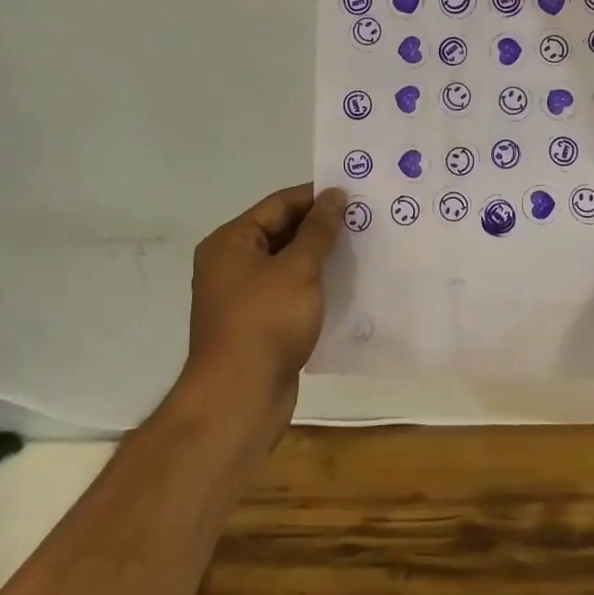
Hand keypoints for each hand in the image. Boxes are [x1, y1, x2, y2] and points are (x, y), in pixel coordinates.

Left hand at [184, 183, 344, 425]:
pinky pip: (289, 292)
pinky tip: (345, 286)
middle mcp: (231, 264)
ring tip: (361, 248)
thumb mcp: (297, 269)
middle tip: (362, 220)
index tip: (353, 194)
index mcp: (231, 242)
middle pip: (281, 232)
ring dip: (320, 257)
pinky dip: (313, 286)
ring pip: (287, 264)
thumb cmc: (265, 323)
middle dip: (320, 227)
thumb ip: (318, 230)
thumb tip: (335, 195)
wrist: (239, 400)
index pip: (278, 205)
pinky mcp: (257, 325)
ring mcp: (243, 297)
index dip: (315, 197)